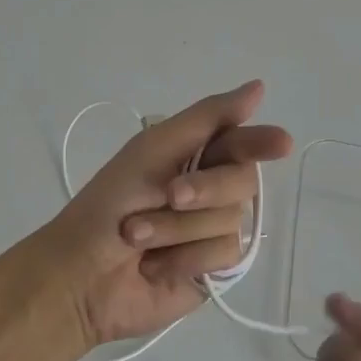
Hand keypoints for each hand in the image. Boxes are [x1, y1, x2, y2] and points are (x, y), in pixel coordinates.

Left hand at [41, 81, 293, 351]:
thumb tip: (259, 87)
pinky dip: (186, 258)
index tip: (280, 143)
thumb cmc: (108, 204)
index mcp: (194, 156)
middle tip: (168, 196)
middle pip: (242, 181)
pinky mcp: (214, 269)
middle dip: (203, 189)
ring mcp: (213, 231)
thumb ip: (207, 119)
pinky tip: (157, 266)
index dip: (261, 141)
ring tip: (138, 237)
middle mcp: (210, 190)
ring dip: (178, 229)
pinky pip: (226, 255)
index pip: (240, 141)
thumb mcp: (153, 149)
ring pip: (231, 220)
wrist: (80, 274)